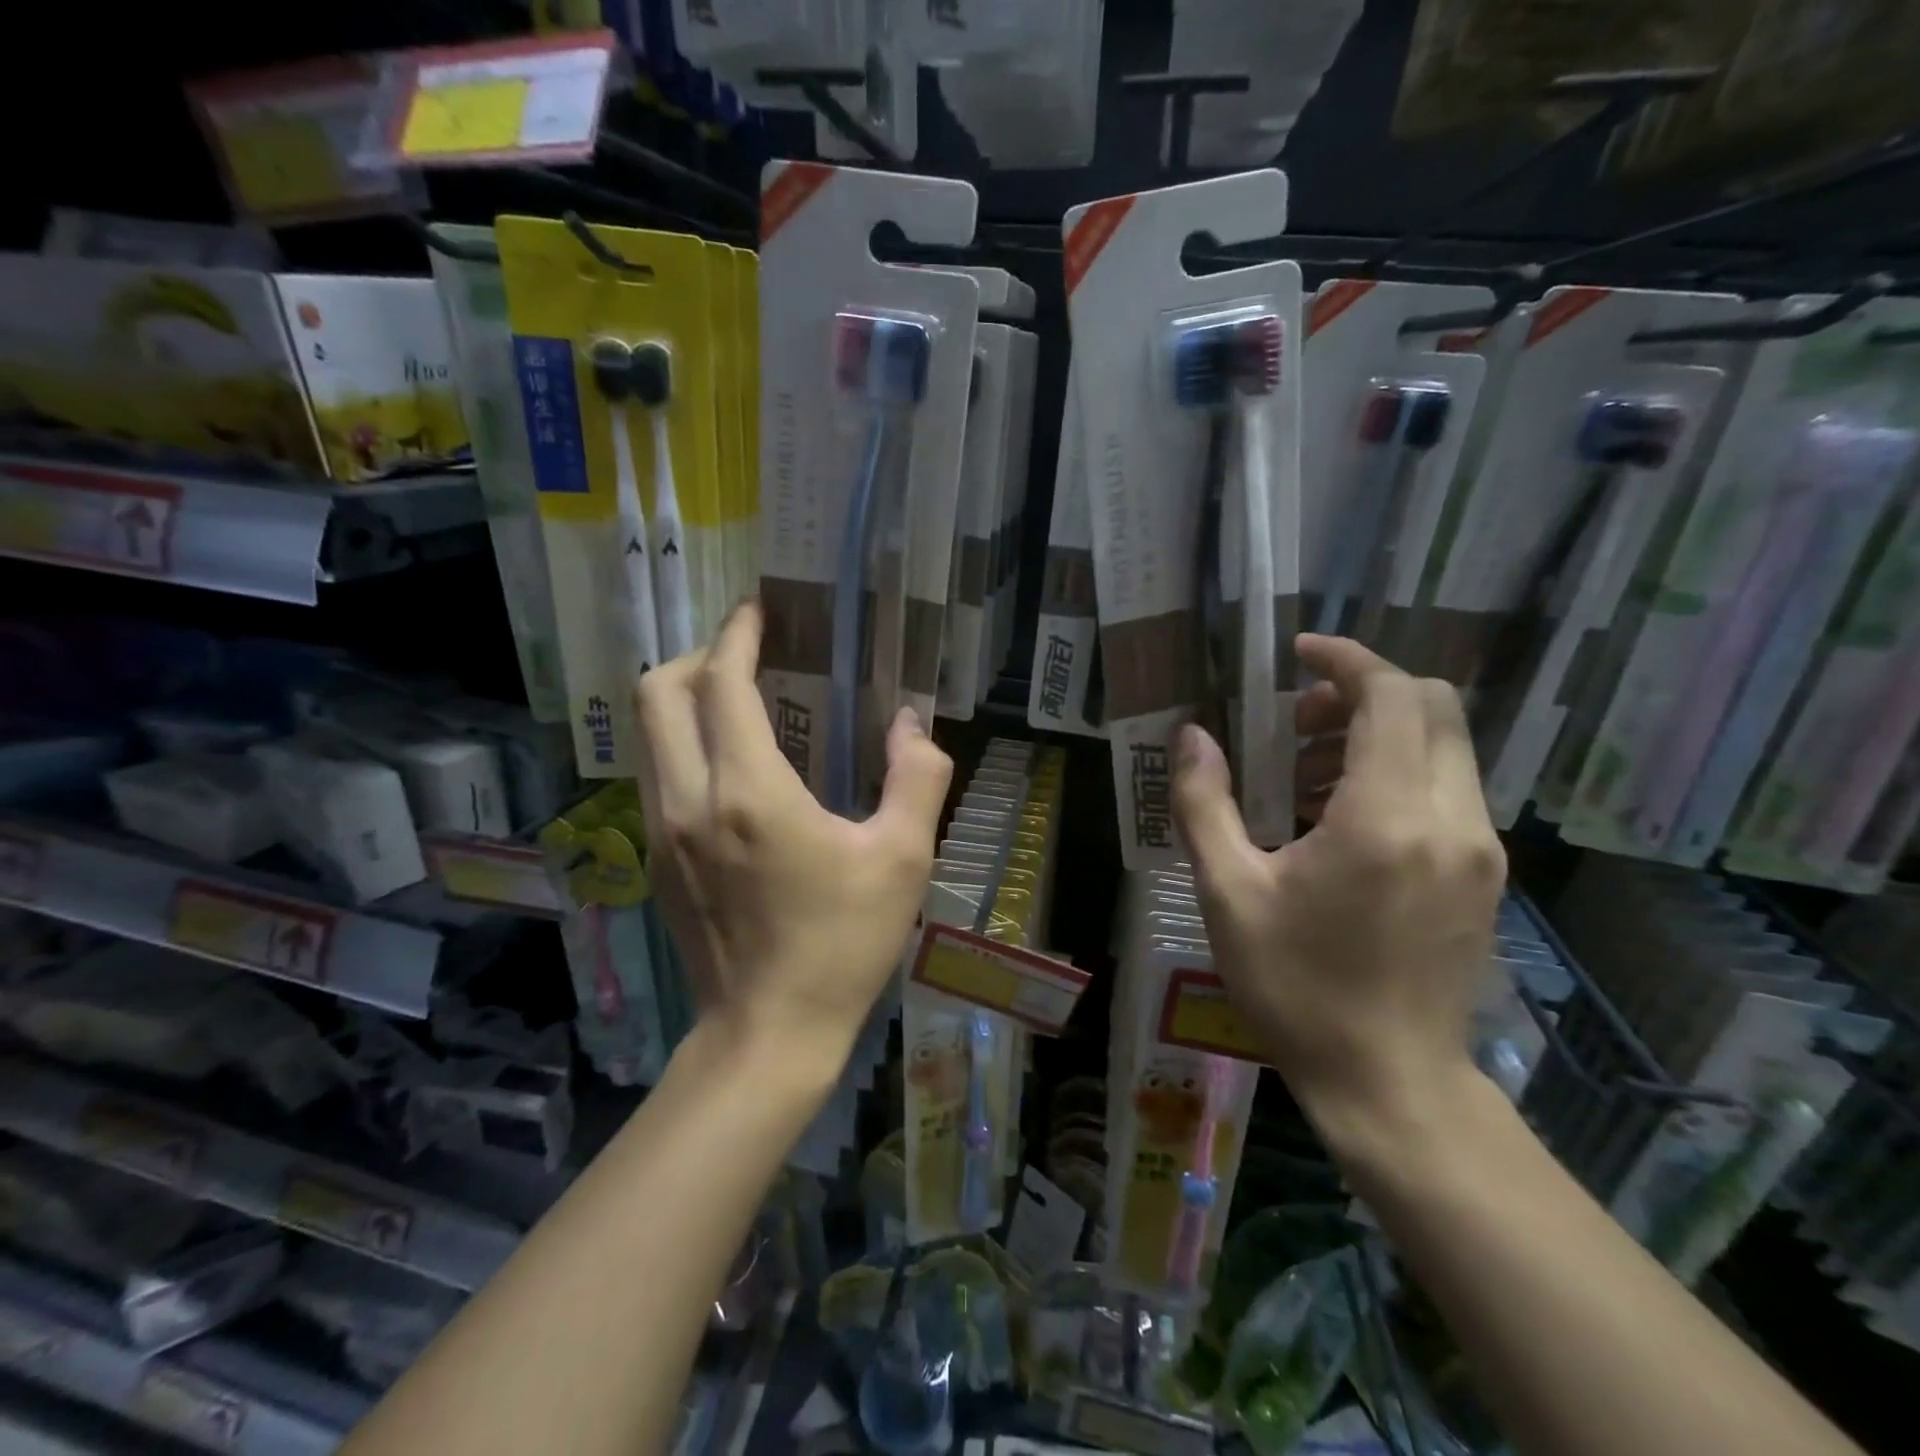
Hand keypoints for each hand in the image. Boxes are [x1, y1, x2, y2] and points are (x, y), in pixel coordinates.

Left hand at [633, 602, 953, 1067]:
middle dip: (699, 656)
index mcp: (750, 792)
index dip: (739, 635)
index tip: (761, 612)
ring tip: (737, 699)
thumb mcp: (903, 859)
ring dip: (684, 698)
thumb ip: (916, 777)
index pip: (722, 683)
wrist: (769, 1033)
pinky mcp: (655, 859)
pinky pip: (654, 772)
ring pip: (646, 732)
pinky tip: (729, 764)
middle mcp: (689, 799)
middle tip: (748, 655)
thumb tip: (910, 723)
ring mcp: (660, 831)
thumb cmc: (843, 945)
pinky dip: (681, 741)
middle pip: (659, 693)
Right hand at [1171, 634, 1505, 1142]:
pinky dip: (1397, 772)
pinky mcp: (1484, 875)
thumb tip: (1191, 737)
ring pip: (1445, 746)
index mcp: (1385, 818)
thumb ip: (1204, 804)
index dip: (1346, 659)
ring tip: (1305, 775)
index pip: (1391, 696)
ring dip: (1377, 734)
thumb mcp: (1228, 893)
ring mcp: (1480, 849)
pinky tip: (1340, 819)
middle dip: (1361, 693)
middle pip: (1432, 707)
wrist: (1390, 1083)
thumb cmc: (1297, 988)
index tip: (1297, 655)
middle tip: (1294, 723)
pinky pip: (1449, 788)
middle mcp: (1450, 820)